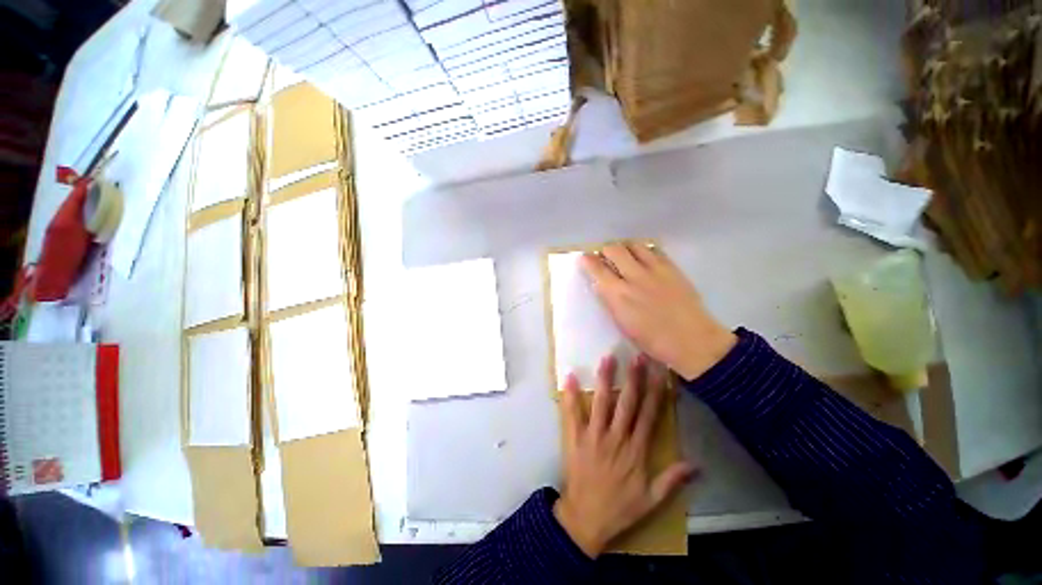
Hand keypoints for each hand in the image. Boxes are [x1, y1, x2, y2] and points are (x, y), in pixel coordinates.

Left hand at [554, 355, 695, 557]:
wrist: (585, 519)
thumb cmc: (620, 508)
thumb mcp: (651, 500)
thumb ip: (672, 480)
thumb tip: (696, 464)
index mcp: (636, 451)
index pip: (649, 416)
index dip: (656, 393)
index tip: (660, 373)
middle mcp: (616, 438)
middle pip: (627, 403)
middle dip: (634, 379)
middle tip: (638, 357)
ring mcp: (594, 436)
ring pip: (602, 403)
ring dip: (605, 380)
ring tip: (608, 358)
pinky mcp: (575, 438)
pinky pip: (572, 413)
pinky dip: (570, 395)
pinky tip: (570, 376)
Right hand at [580, 243, 736, 380]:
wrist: (692, 340)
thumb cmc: (652, 340)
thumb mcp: (622, 323)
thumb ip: (610, 300)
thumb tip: (602, 284)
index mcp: (618, 295)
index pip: (597, 269)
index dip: (587, 260)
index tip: (585, 257)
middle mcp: (634, 277)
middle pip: (614, 249)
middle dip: (606, 250)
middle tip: (606, 256)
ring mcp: (655, 270)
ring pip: (634, 245)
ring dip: (625, 248)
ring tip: (625, 256)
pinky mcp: (671, 268)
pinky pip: (653, 250)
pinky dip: (643, 252)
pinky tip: (644, 260)